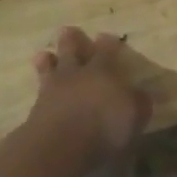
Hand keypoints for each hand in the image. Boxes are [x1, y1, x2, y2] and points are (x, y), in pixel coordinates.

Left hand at [27, 26, 153, 163]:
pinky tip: (39, 90)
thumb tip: (140, 94)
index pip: (106, 50)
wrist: (60, 146)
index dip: (108, 43)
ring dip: (47, 61)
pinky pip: (38, 92)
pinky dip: (39, 88)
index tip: (106, 36)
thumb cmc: (104, 126)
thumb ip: (138, 102)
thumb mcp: (135, 115)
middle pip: (71, 51)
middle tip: (67, 30)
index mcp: (102, 70)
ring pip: (50, 69)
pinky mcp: (36, 110)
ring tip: (44, 54)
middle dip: (71, 40)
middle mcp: (76, 75)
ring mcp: (52, 91)